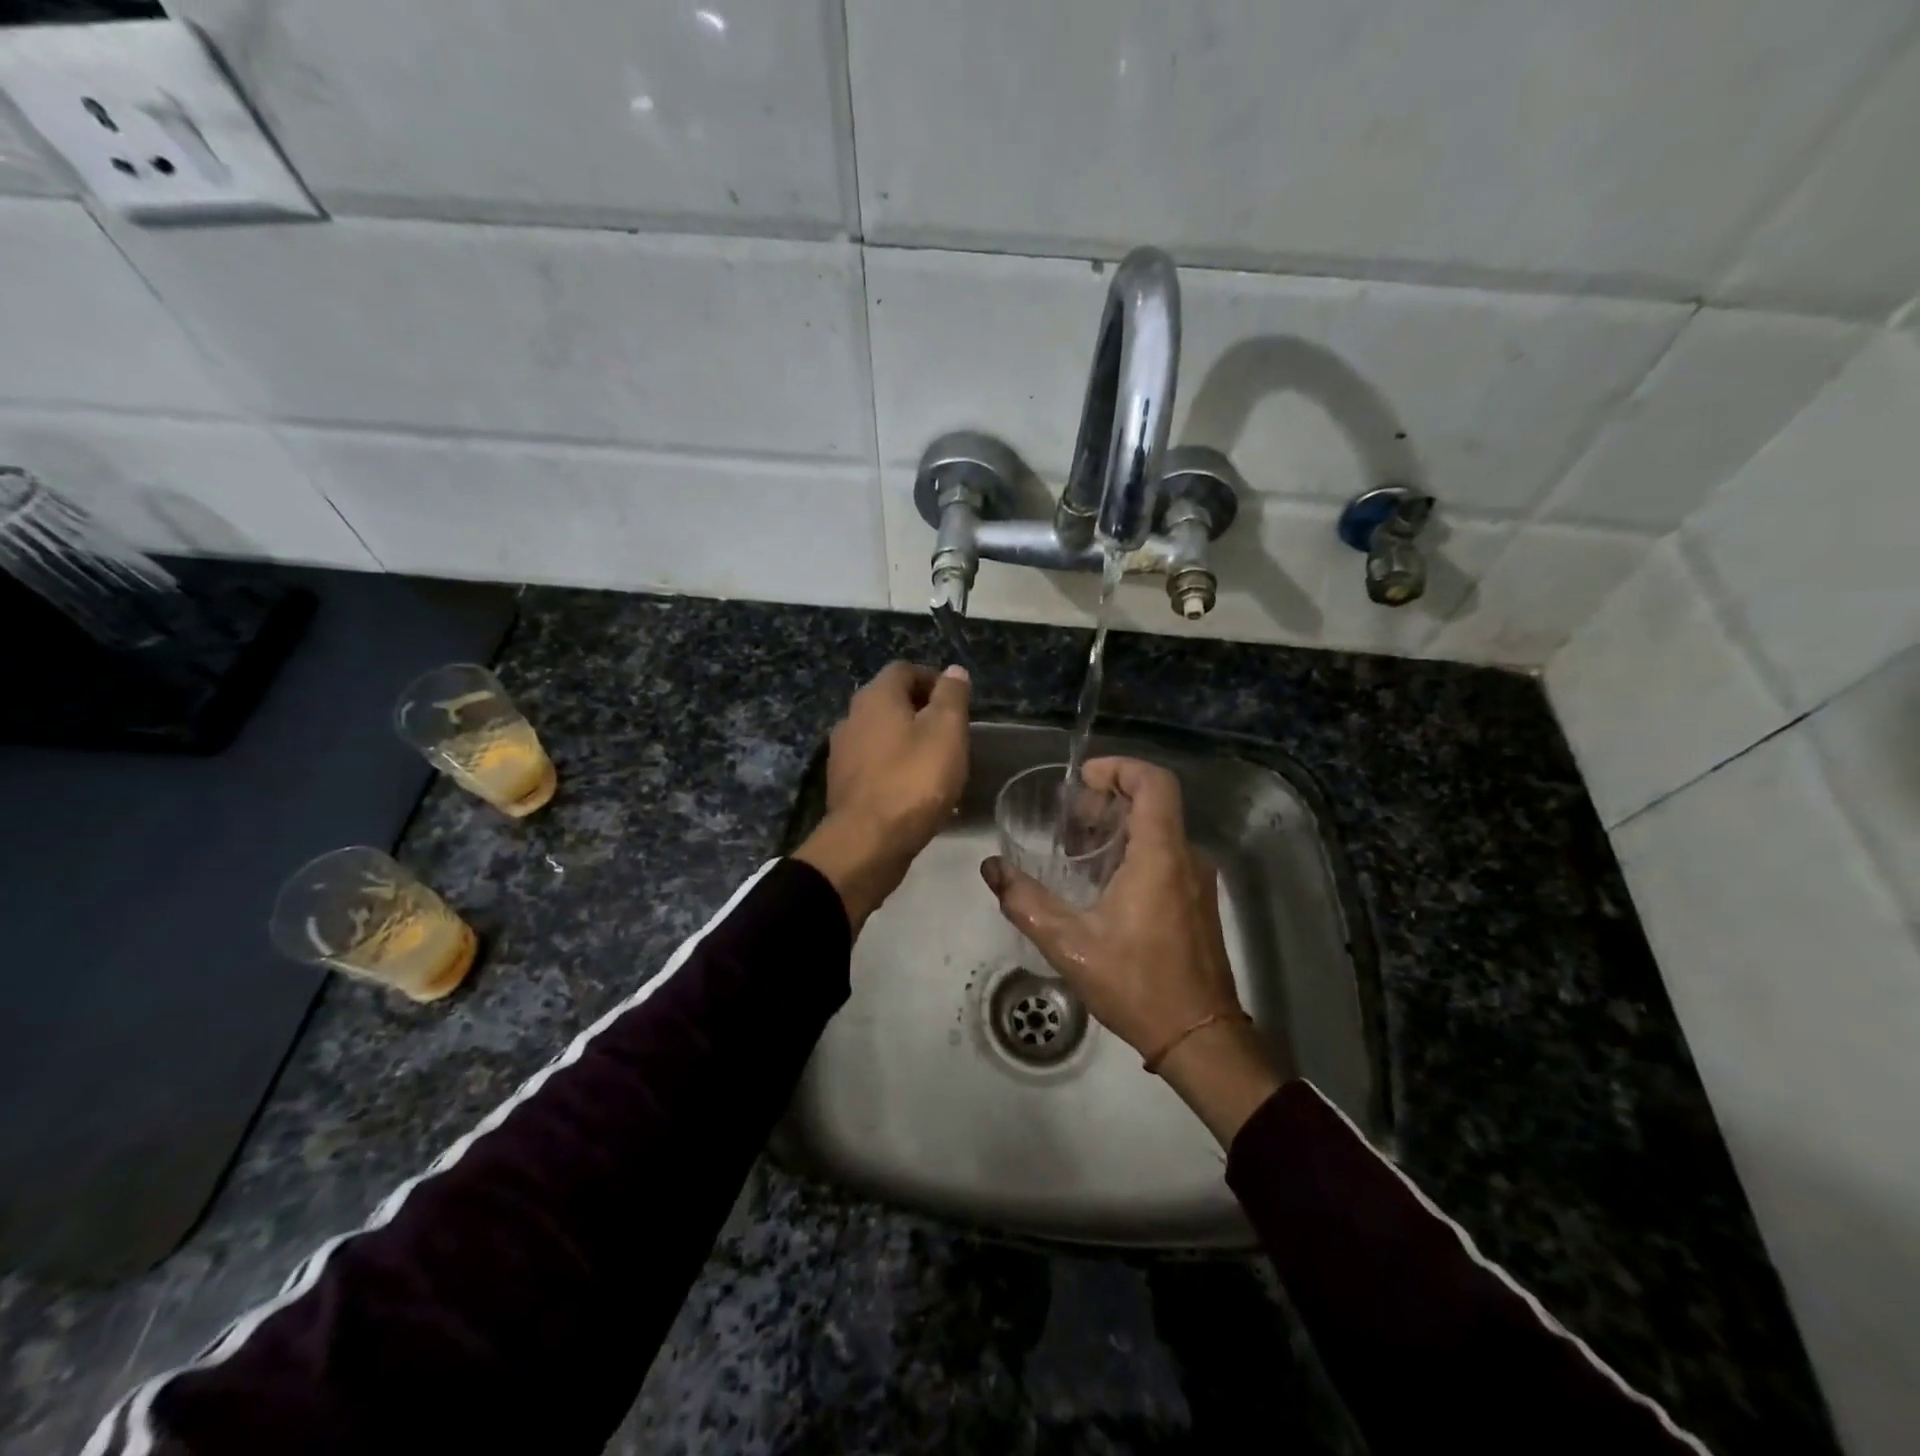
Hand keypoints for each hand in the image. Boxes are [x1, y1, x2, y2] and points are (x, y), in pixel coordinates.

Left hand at [795, 662, 970, 930]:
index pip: (904, 670)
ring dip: (907, 742)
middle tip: (951, 733)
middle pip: (890, 702)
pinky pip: (874, 765)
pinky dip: (895, 768)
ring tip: (937, 764)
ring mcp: (842, 753)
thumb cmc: (914, 780)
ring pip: (881, 735)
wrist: (868, 842)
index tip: (957, 702)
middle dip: (921, 711)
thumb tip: (953, 670)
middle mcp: (852, 717)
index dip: (932, 680)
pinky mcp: (843, 785)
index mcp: (876, 697)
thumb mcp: (946, 732)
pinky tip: (915, 791)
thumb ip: (951, 697)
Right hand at [980, 757, 1286, 1144]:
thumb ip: (1026, 902)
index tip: (1084, 779)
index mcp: (1161, 855)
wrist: (1199, 1037)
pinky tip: (1103, 882)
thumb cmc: (1137, 984)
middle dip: (1109, 799)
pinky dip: (1134, 851)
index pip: (1154, 782)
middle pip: (1154, 803)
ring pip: (1160, 831)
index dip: (1120, 767)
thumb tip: (991, 868)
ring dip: (1119, 828)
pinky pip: (1167, 856)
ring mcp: (1198, 880)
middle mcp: (1187, 858)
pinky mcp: (1198, 902)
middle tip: (1068, 817)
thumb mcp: (1070, 944)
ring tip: (1077, 848)